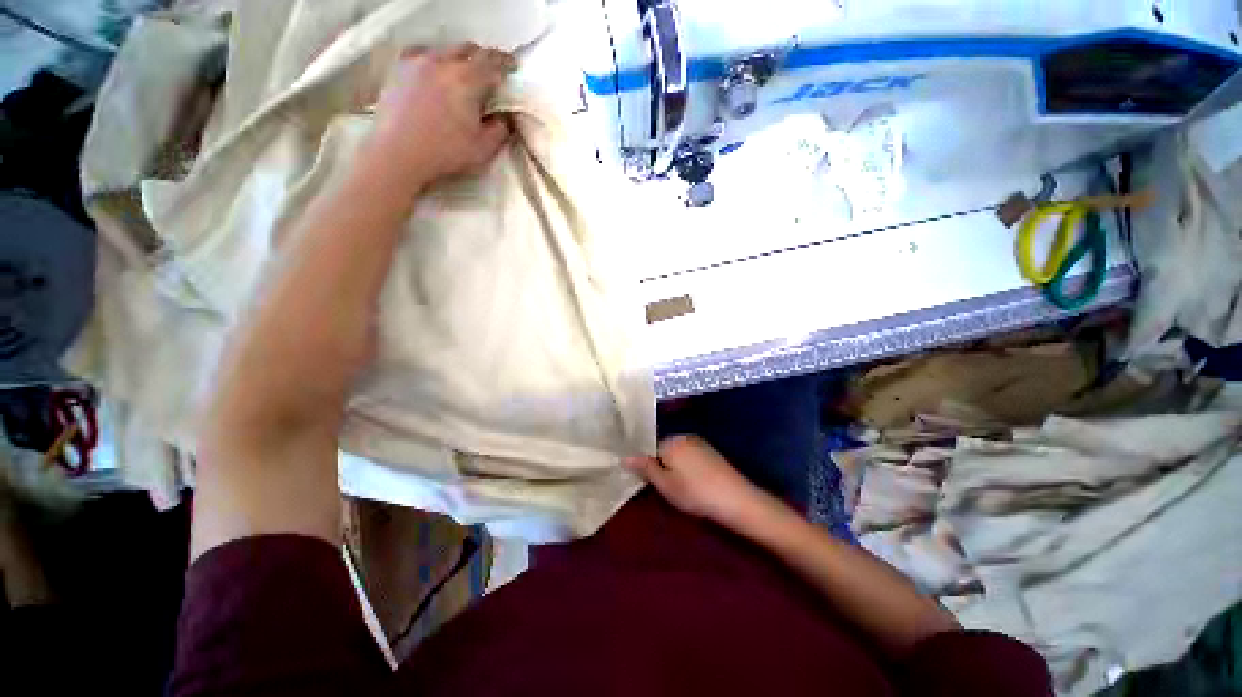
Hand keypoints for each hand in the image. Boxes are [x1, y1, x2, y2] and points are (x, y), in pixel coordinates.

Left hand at [365, 43, 515, 189]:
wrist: (398, 153)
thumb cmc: (444, 152)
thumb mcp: (483, 149)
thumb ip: (500, 130)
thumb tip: (504, 118)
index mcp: (467, 80)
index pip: (492, 62)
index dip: (505, 63)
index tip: (512, 65)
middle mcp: (442, 63)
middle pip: (468, 49)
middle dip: (482, 58)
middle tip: (491, 71)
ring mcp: (418, 63)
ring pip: (444, 49)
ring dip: (459, 57)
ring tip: (463, 70)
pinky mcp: (399, 70)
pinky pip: (420, 53)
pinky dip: (433, 58)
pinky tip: (434, 69)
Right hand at [625, 435, 769, 525]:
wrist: (736, 499)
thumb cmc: (695, 493)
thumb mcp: (665, 485)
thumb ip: (645, 468)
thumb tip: (625, 456)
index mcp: (670, 441)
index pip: (648, 447)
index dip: (646, 464)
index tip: (648, 481)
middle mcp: (683, 436)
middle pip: (663, 448)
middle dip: (660, 464)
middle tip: (665, 487)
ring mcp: (699, 442)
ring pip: (677, 452)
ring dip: (674, 466)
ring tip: (680, 487)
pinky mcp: (710, 451)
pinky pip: (690, 455)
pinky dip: (687, 466)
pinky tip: (694, 482)